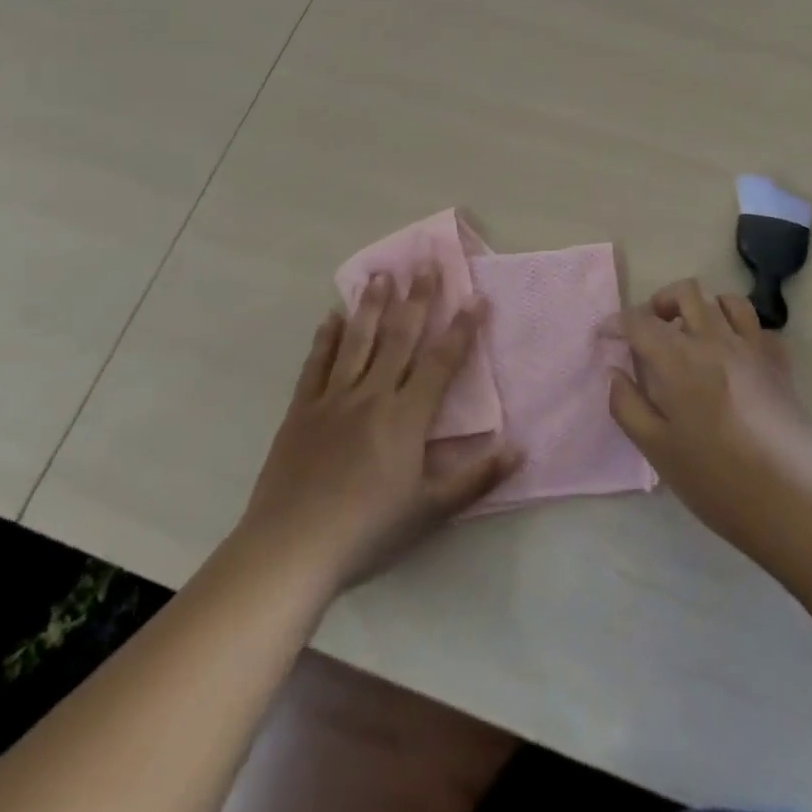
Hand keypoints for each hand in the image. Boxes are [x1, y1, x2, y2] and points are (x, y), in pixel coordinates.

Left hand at [237, 271, 520, 593]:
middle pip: (399, 337)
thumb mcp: (431, 511)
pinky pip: (316, 364)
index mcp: (406, 416)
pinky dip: (326, 338)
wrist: (291, 549)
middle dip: (417, 298)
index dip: (462, 328)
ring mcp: (333, 398)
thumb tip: (520, 448)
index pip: (441, 361)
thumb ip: (476, 477)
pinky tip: (331, 316)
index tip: (476, 297)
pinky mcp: (301, 410)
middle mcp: (372, 395)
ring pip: (357, 340)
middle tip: (426, 263)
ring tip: (382, 274)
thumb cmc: (368, 531)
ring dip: (372, 304)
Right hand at [608, 279, 811, 558]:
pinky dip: (739, 329)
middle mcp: (715, 342)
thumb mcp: (657, 450)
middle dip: (659, 302)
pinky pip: (758, 327)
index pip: (640, 321)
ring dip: (702, 308)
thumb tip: (615, 373)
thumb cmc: (715, 481)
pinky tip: (732, 355)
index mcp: (679, 361)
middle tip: (650, 331)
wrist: (791, 503)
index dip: (617, 323)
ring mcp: (753, 349)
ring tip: (691, 335)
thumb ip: (627, 405)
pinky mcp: (779, 365)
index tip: (605, 336)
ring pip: (725, 300)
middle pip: (685, 293)